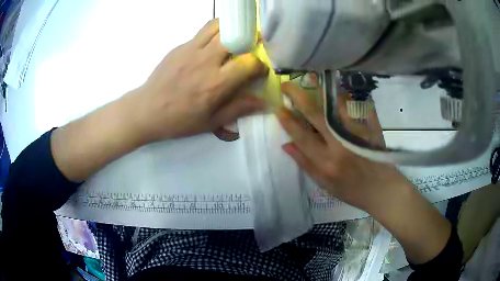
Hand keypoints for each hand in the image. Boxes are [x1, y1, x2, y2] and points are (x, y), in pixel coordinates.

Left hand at [129, 19, 267, 143]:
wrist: (146, 110)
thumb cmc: (179, 120)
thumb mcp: (211, 122)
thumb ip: (239, 109)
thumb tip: (264, 102)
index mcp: (216, 83)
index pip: (249, 62)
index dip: (260, 64)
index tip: (259, 70)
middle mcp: (206, 61)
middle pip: (236, 37)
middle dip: (250, 39)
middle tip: (251, 46)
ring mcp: (191, 49)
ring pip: (218, 26)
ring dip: (231, 29)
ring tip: (235, 38)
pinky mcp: (180, 46)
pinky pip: (202, 31)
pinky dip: (214, 32)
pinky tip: (212, 45)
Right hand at [276, 82, 408, 214]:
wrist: (382, 189)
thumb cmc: (352, 191)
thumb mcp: (325, 185)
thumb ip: (306, 164)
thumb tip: (286, 145)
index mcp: (327, 162)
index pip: (302, 137)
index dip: (288, 121)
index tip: (278, 107)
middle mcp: (340, 145)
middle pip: (316, 115)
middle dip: (298, 97)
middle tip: (287, 85)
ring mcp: (356, 134)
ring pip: (337, 105)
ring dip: (322, 90)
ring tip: (312, 80)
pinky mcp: (370, 128)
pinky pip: (356, 106)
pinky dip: (347, 96)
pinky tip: (339, 89)